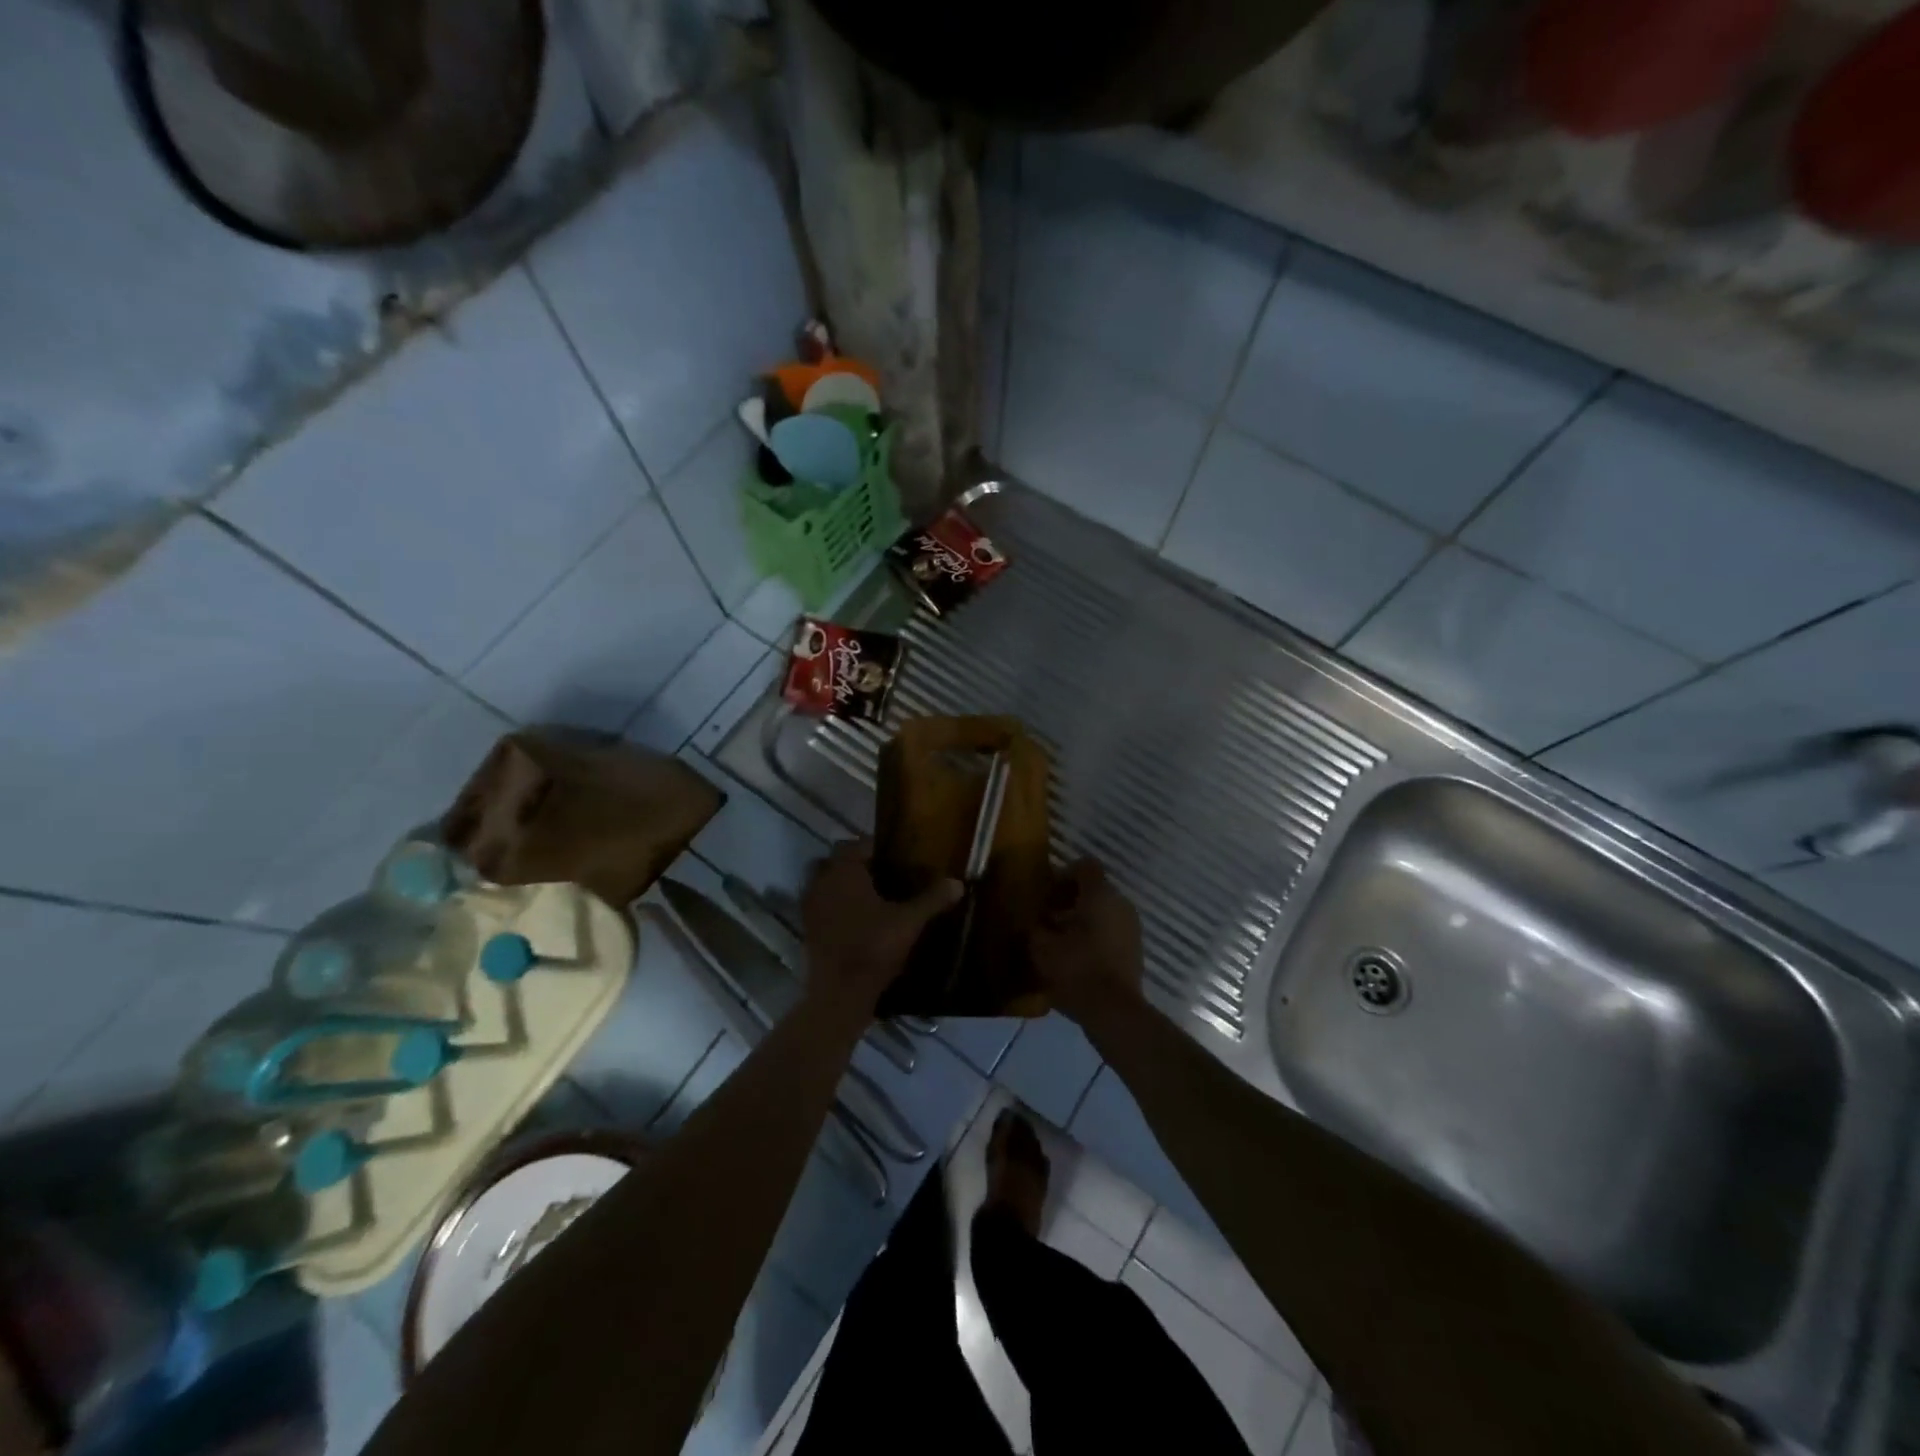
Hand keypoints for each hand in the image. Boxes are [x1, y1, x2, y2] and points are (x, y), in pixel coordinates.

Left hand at [802, 839, 960, 1020]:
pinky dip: (836, 908)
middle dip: (858, 866)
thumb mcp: (909, 922)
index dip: (878, 848)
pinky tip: (859, 921)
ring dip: (844, 887)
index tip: (898, 858)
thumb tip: (957, 883)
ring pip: (826, 884)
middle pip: (838, 861)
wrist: (840, 994)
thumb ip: (932, 899)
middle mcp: (821, 882)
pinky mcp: (808, 929)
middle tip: (885, 877)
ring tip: (872, 899)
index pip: (858, 844)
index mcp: (844, 871)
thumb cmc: (874, 948)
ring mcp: (810, 907)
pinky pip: (822, 907)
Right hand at [1030, 859, 1144, 1025]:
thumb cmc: (1076, 970)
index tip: (1046, 895)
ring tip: (1060, 941)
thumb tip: (1032, 920)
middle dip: (1069, 900)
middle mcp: (1121, 903)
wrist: (1114, 1012)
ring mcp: (1132, 926)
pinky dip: (1095, 936)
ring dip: (1082, 919)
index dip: (1063, 875)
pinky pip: (1112, 930)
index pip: (1085, 865)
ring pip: (1103, 910)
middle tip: (1048, 919)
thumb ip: (1034, 926)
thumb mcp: (1041, 947)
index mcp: (1100, 894)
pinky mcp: (1135, 948)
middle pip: (1094, 888)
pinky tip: (1077, 957)